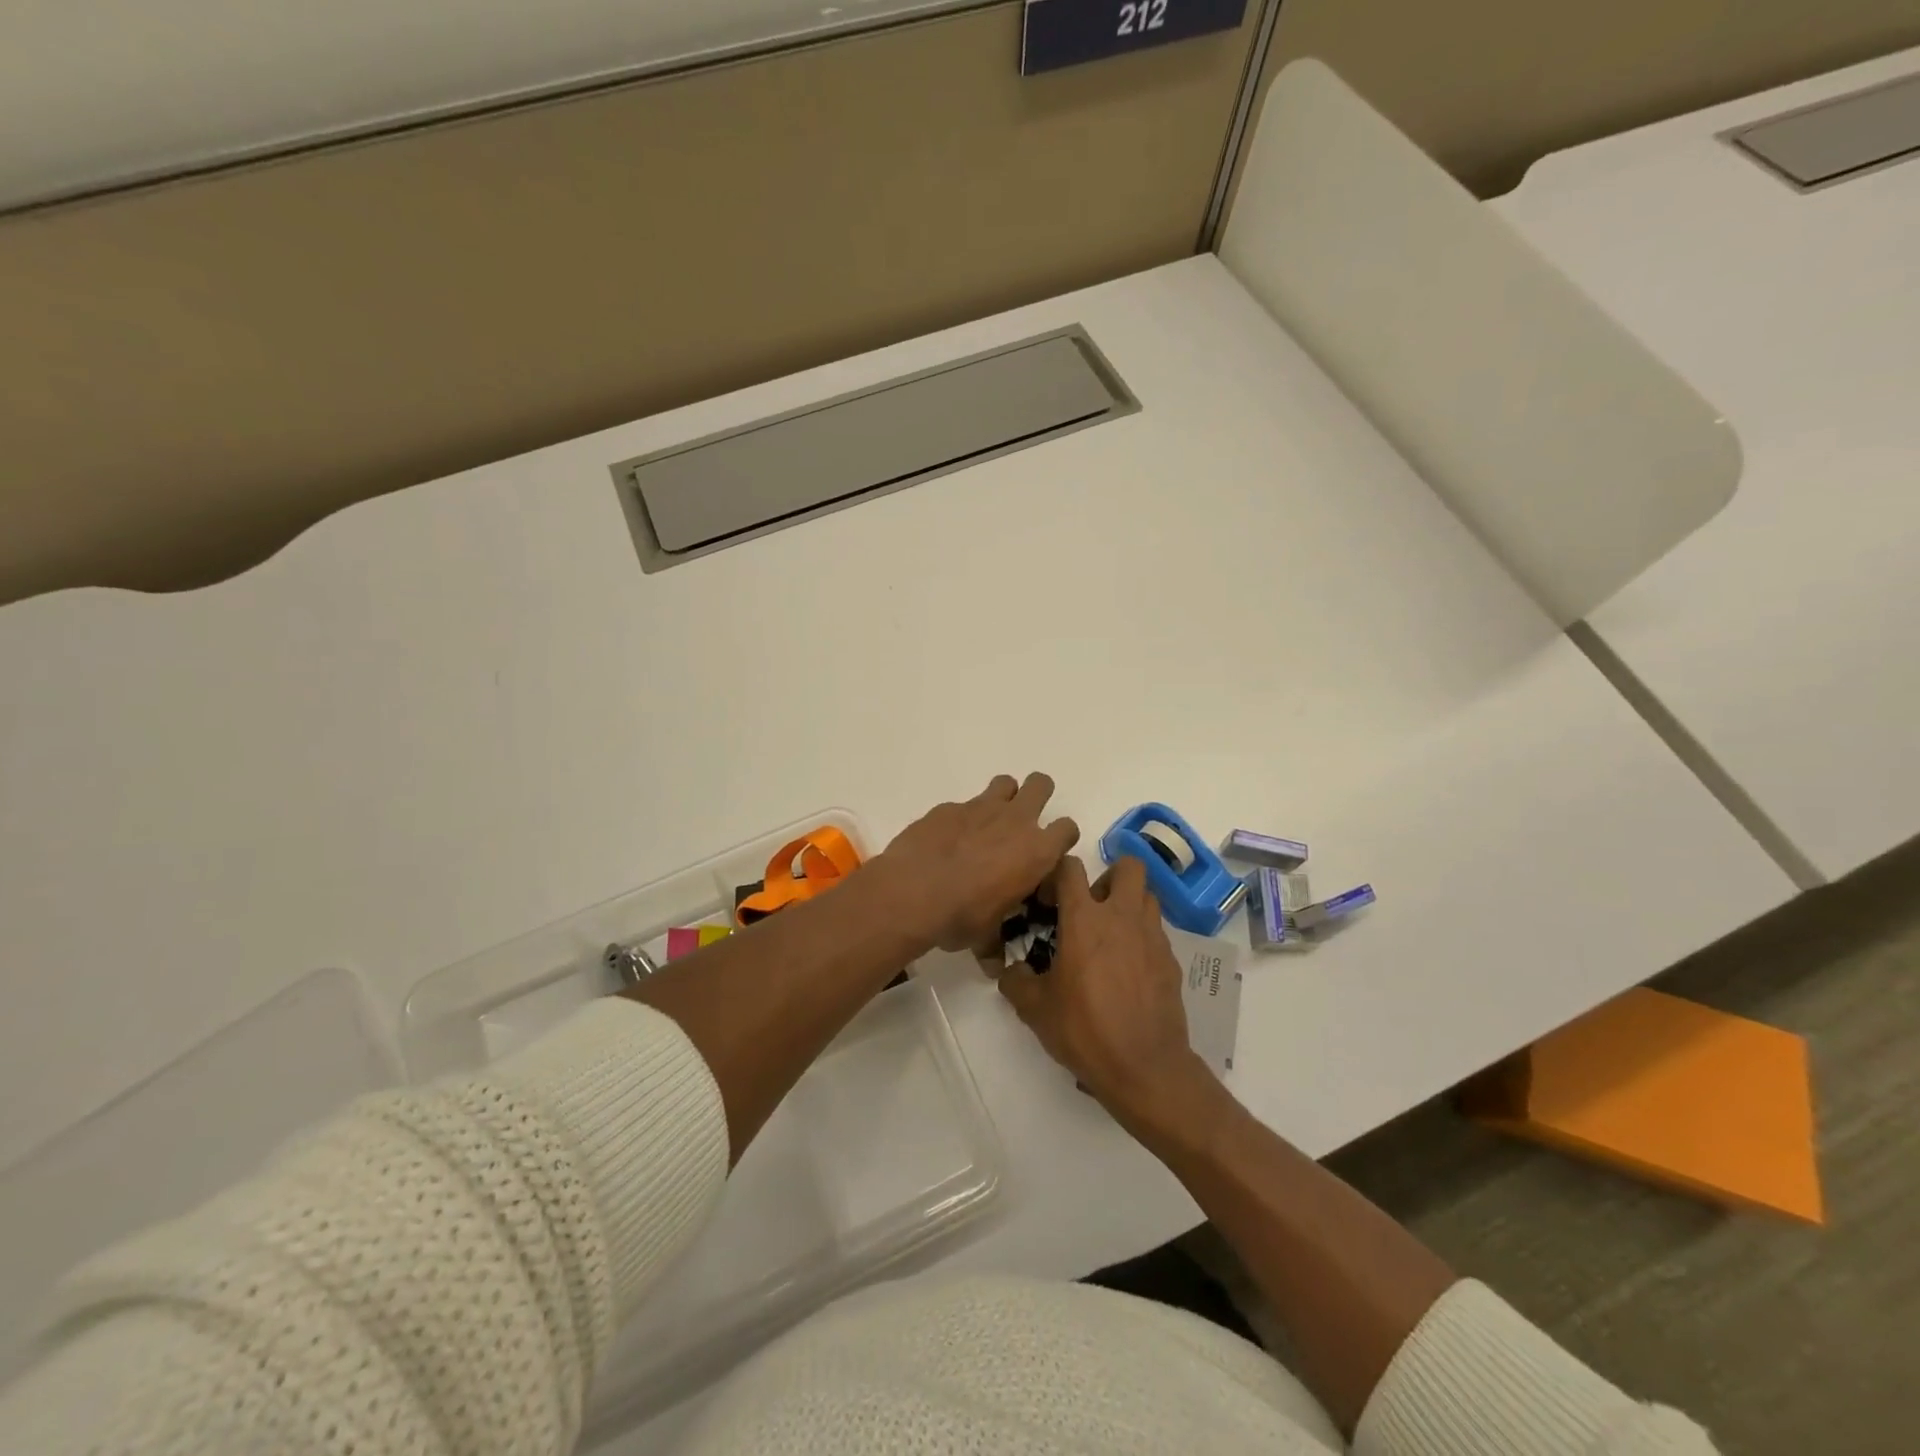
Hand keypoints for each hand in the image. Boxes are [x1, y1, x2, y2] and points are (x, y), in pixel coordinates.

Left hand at [875, 773, 1080, 953]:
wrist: (912, 892)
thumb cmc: (961, 916)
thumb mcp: (986, 935)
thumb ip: (995, 943)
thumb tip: (994, 965)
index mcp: (1037, 852)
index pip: (1067, 829)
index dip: (1061, 839)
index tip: (1047, 855)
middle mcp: (1015, 821)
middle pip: (1041, 785)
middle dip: (1038, 796)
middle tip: (1023, 822)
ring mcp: (980, 808)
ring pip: (1005, 783)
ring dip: (1003, 798)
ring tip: (989, 823)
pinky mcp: (948, 807)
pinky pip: (965, 804)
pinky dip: (962, 818)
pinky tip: (948, 841)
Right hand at [996, 855, 1215, 1129]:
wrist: (1145, 1068)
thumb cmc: (1085, 1030)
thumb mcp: (1035, 1009)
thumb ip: (1016, 981)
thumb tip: (1011, 971)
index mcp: (1085, 919)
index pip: (1070, 867)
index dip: (1056, 875)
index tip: (1047, 900)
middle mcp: (1122, 917)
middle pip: (1128, 865)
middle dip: (1108, 877)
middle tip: (1091, 907)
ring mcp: (1152, 936)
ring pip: (1147, 895)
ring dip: (1129, 904)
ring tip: (1111, 935)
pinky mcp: (1170, 960)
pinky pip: (1156, 932)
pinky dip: (1142, 937)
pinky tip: (1128, 969)